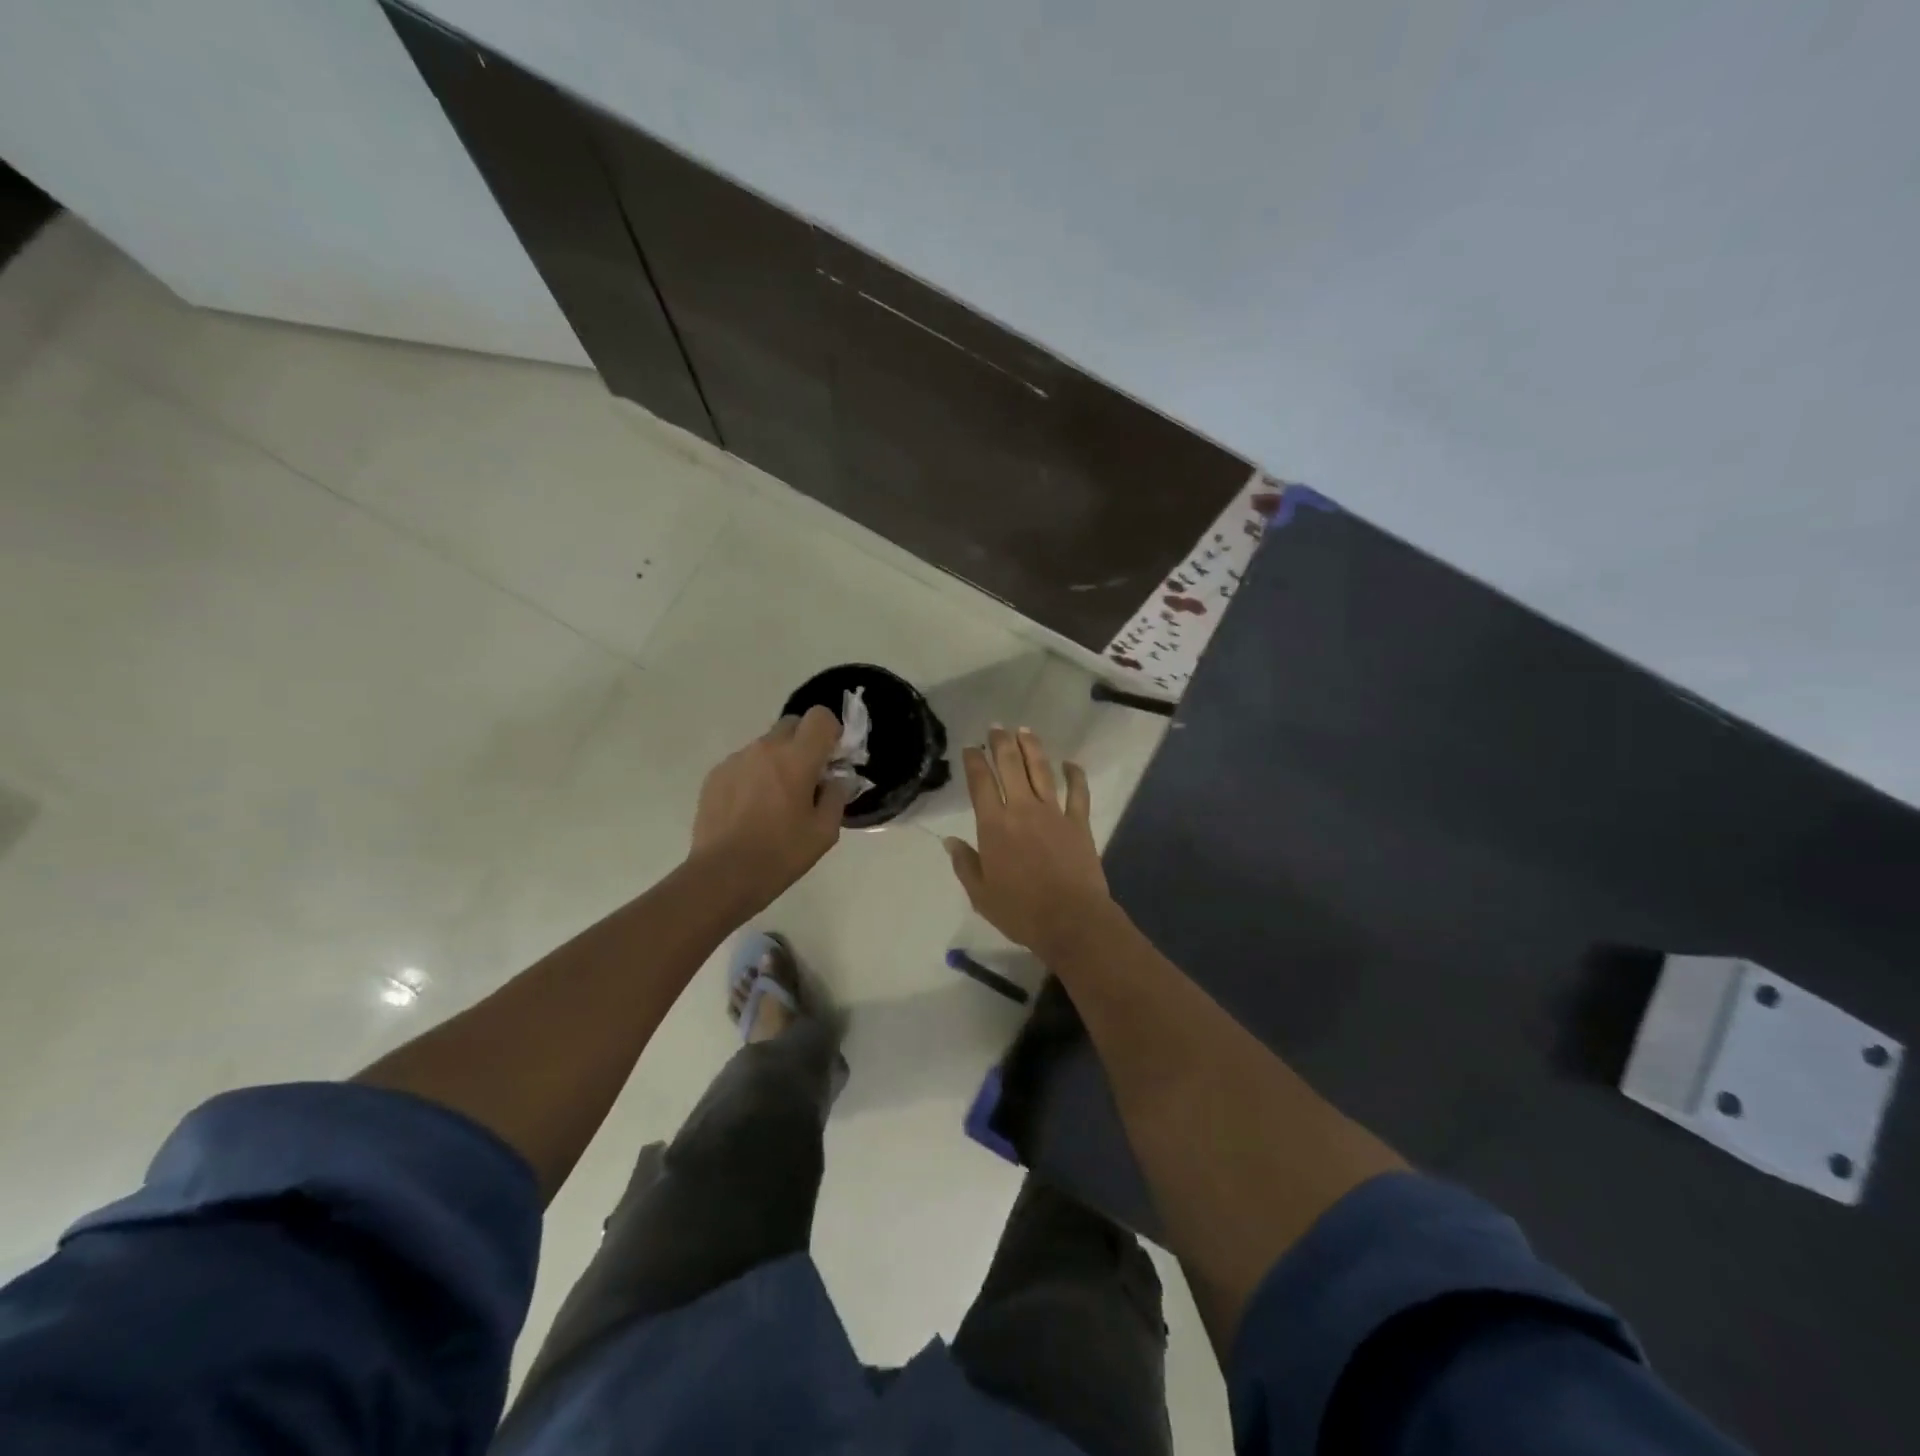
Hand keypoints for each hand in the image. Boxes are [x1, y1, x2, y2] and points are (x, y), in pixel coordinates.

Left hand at [690, 706, 852, 915]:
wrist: (722, 875)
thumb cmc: (781, 854)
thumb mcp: (824, 832)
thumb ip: (836, 796)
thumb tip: (837, 779)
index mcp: (797, 758)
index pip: (820, 716)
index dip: (830, 732)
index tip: (832, 759)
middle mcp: (765, 749)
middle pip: (792, 724)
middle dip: (804, 742)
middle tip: (807, 777)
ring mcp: (736, 760)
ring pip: (766, 745)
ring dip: (777, 760)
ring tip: (775, 800)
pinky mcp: (715, 775)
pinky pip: (743, 763)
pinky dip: (754, 775)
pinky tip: (750, 809)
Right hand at [944, 726, 1113, 960]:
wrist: (1071, 920)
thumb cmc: (1020, 911)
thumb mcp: (980, 894)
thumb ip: (965, 864)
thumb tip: (950, 841)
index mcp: (994, 826)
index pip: (981, 783)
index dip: (974, 761)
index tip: (970, 747)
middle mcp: (1022, 810)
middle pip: (1010, 766)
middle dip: (1001, 743)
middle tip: (996, 727)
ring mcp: (1054, 813)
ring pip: (1041, 770)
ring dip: (1031, 747)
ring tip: (1024, 730)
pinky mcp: (1079, 822)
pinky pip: (1078, 792)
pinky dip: (1075, 774)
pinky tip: (1070, 763)